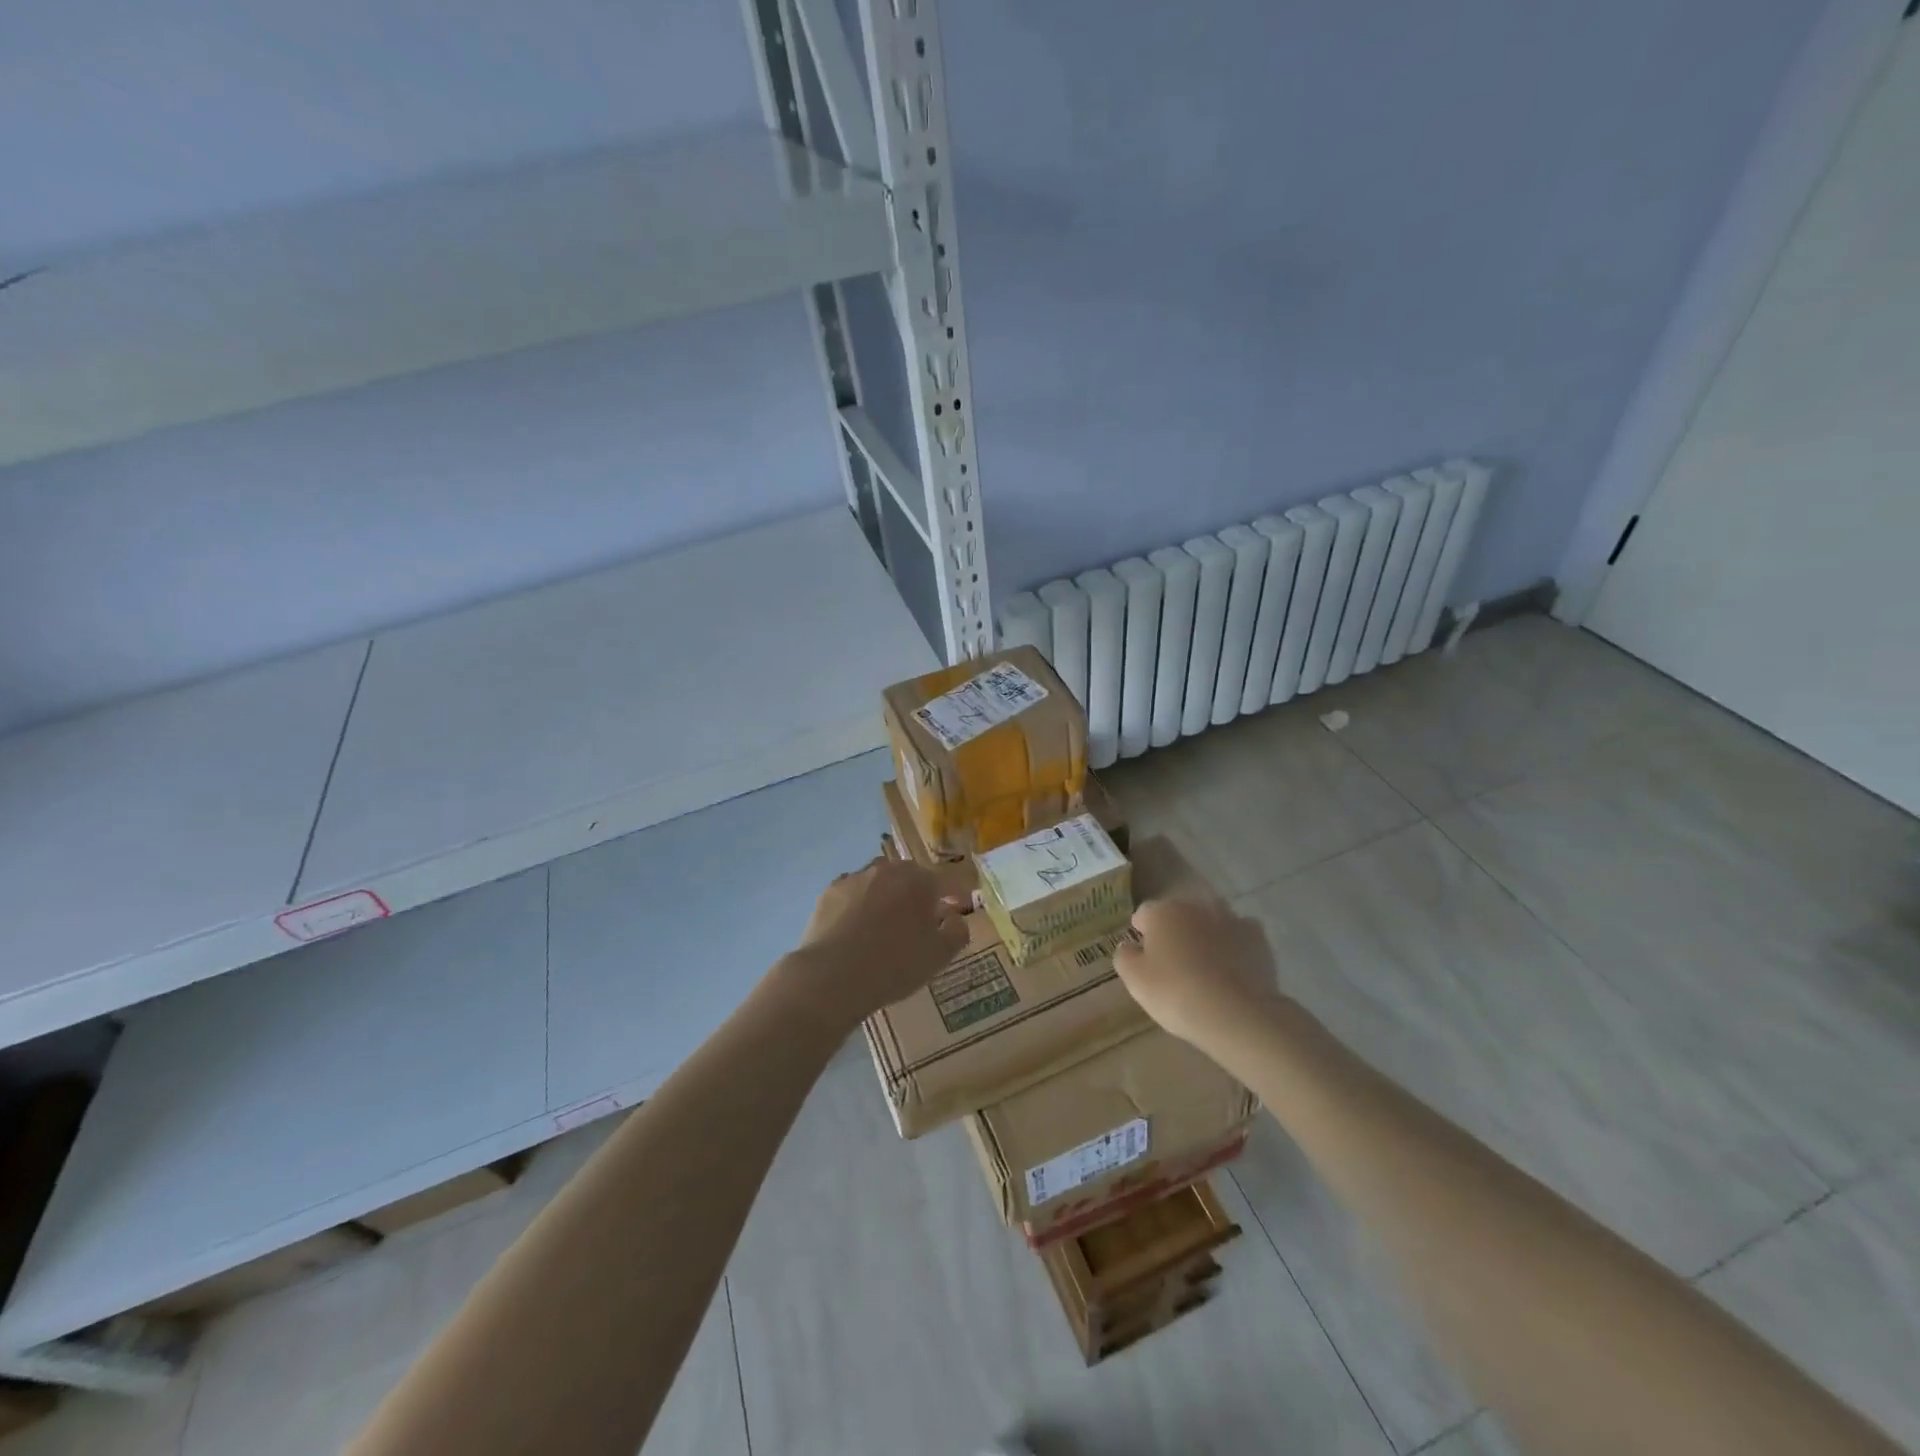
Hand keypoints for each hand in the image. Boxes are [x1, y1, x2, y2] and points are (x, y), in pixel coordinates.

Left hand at [787, 857, 970, 1026]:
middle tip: (920, 918)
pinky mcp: (829, 892)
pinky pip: (852, 892)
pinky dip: (858, 903)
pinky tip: (855, 926)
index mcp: (919, 881)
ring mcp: (855, 878)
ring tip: (884, 922)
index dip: (955, 893)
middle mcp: (887, 870)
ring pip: (878, 880)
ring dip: (886, 894)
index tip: (957, 906)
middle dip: (918, 892)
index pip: (945, 880)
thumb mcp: (939, 956)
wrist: (832, 976)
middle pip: (910, 875)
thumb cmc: (894, 965)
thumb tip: (954, 917)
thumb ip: (956, 932)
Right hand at [1113, 891, 1286, 1050]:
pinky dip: (1234, 947)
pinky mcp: (1258, 938)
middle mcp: (1196, 905)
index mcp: (1163, 911)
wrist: (1236, 1014)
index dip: (1142, 934)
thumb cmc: (1176, 993)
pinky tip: (1232, 970)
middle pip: (1179, 914)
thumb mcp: (1135, 980)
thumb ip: (1125, 956)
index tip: (1144, 957)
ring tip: (1206, 967)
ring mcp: (1231, 918)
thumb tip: (1129, 945)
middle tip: (1174, 964)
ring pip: (1211, 922)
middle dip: (1176, 931)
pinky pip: (1239, 936)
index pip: (1144, 914)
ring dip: (1205, 935)